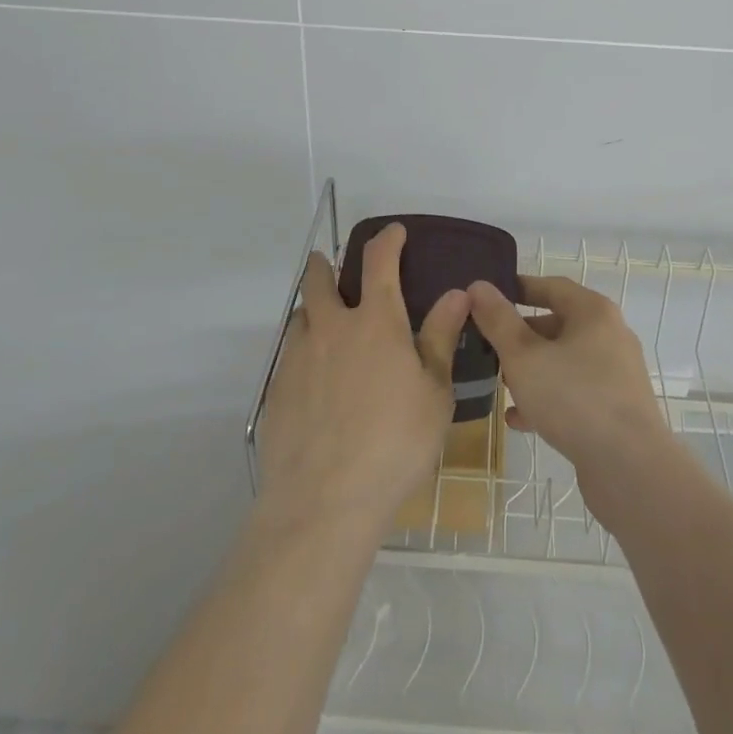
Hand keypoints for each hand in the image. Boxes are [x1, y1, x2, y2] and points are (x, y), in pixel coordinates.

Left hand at [257, 223, 470, 537]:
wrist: (323, 501)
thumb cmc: (395, 444)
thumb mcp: (434, 393)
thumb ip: (439, 338)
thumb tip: (456, 293)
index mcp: (375, 322)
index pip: (379, 261)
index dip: (387, 239)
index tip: (394, 232)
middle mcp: (331, 327)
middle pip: (319, 279)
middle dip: (324, 265)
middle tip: (330, 265)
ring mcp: (298, 357)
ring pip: (301, 316)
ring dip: (313, 310)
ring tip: (327, 327)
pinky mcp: (276, 389)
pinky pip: (289, 354)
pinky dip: (303, 350)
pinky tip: (314, 379)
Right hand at [466, 275, 672, 514]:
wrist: (630, 469)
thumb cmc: (574, 398)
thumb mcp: (523, 356)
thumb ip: (498, 320)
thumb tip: (478, 286)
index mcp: (593, 312)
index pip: (551, 286)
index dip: (518, 288)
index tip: (487, 297)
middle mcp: (609, 335)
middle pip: (558, 324)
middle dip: (520, 335)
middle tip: (487, 346)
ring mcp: (615, 374)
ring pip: (564, 361)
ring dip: (531, 370)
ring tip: (499, 384)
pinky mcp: (615, 409)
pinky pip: (574, 393)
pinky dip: (547, 399)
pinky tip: (519, 419)